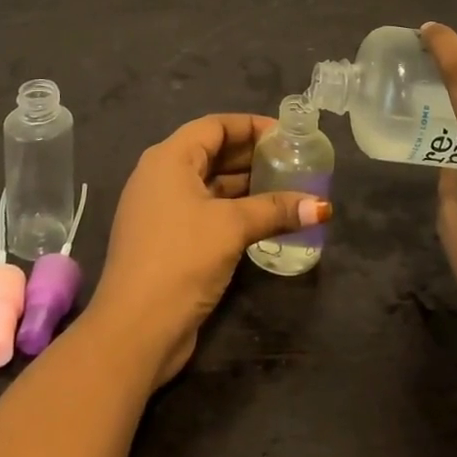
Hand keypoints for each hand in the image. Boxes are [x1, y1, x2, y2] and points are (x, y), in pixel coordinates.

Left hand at [87, 113, 332, 385]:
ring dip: (245, 185)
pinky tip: (264, 219)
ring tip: (287, 187)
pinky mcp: (167, 240)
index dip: (250, 126)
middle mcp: (161, 176)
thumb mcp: (232, 227)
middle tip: (292, 160)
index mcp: (169, 158)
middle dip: (251, 155)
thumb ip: (275, 209)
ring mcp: (161, 210)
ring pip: (210, 184)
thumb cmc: (181, 259)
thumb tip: (322, 206)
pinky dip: (233, 210)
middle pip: (212, 152)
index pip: (214, 126)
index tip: (286, 134)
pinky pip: (205, 211)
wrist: (134, 331)